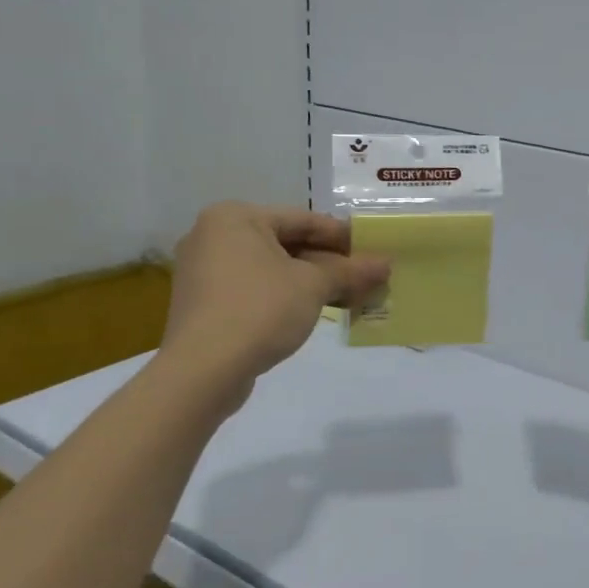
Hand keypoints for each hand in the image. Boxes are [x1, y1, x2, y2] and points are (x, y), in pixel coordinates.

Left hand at [161, 203, 389, 385]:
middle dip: (328, 262)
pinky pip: (254, 288)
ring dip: (310, 281)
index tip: (373, 250)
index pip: (303, 219)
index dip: (343, 236)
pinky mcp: (204, 302)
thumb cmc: (260, 309)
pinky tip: (314, 310)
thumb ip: (350, 271)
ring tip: (348, 295)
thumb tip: (386, 265)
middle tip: (364, 276)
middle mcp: (213, 235)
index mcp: (235, 217)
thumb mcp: (314, 285)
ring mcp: (204, 270)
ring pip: (271, 268)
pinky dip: (285, 295)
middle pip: (286, 243)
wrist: (203, 370)